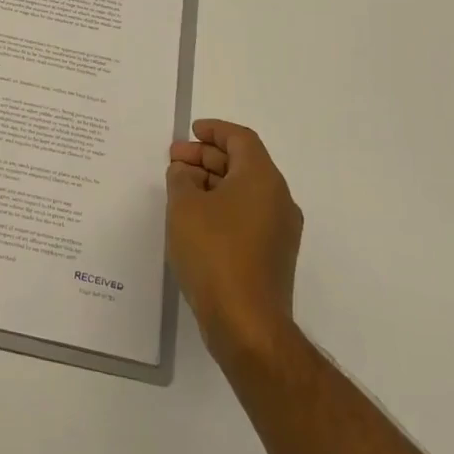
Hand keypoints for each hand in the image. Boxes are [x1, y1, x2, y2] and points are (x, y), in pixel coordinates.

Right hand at [167, 120, 303, 361]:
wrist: (247, 322)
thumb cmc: (214, 253)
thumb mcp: (184, 206)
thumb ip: (181, 179)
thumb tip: (185, 172)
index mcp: (262, 179)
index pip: (241, 139)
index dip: (215, 130)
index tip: (191, 131)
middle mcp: (278, 199)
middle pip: (243, 164)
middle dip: (207, 157)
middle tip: (174, 160)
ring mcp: (279, 230)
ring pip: (244, 191)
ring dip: (212, 183)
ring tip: (179, 188)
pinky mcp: (272, 255)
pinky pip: (246, 215)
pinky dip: (221, 206)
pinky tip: (195, 219)